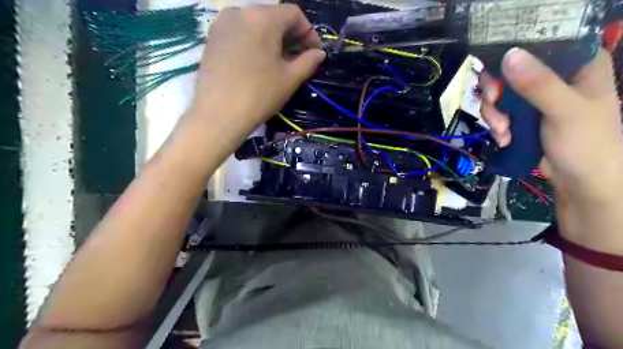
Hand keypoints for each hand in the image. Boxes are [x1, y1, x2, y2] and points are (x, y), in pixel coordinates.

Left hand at [190, 4, 326, 137]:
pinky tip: (259, 63)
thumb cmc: (259, 95)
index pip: (293, 13)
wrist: (218, 115)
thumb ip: (308, 61)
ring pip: (256, 25)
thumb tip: (319, 53)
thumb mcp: (289, 79)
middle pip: (274, 16)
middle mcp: (240, 12)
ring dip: (273, 40)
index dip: (309, 32)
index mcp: (262, 17)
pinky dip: (255, 43)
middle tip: (299, 59)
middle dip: (291, 36)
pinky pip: (240, 33)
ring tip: (279, 63)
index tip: (315, 52)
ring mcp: (222, 24)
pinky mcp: (212, 38)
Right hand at [481, 48, 622, 201]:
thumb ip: (538, 84)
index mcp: (578, 64)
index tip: (497, 70)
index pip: (542, 43)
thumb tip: (508, 55)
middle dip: (497, 90)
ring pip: (501, 93)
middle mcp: (556, 77)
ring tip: (502, 131)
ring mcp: (538, 98)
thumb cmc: (586, 142)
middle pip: (512, 70)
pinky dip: (497, 125)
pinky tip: (503, 138)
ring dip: (495, 113)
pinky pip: (501, 112)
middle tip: (493, 102)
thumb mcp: (564, 110)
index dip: (514, 52)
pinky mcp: (525, 117)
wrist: (581, 181)